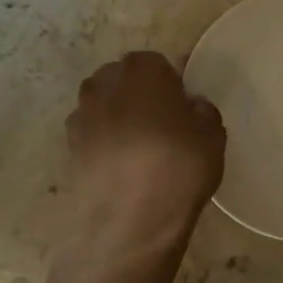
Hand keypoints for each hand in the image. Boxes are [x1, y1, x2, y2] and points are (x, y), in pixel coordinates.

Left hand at [67, 51, 225, 253]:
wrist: (131, 218)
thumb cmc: (178, 166)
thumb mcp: (213, 135)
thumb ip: (202, 111)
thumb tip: (190, 107)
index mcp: (143, 69)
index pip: (158, 64)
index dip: (170, 85)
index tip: (180, 109)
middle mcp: (105, 82)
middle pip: (124, 80)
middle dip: (139, 96)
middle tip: (161, 126)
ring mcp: (82, 113)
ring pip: (105, 106)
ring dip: (119, 119)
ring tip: (140, 149)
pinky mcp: (69, 145)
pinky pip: (93, 134)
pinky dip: (105, 143)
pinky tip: (122, 167)